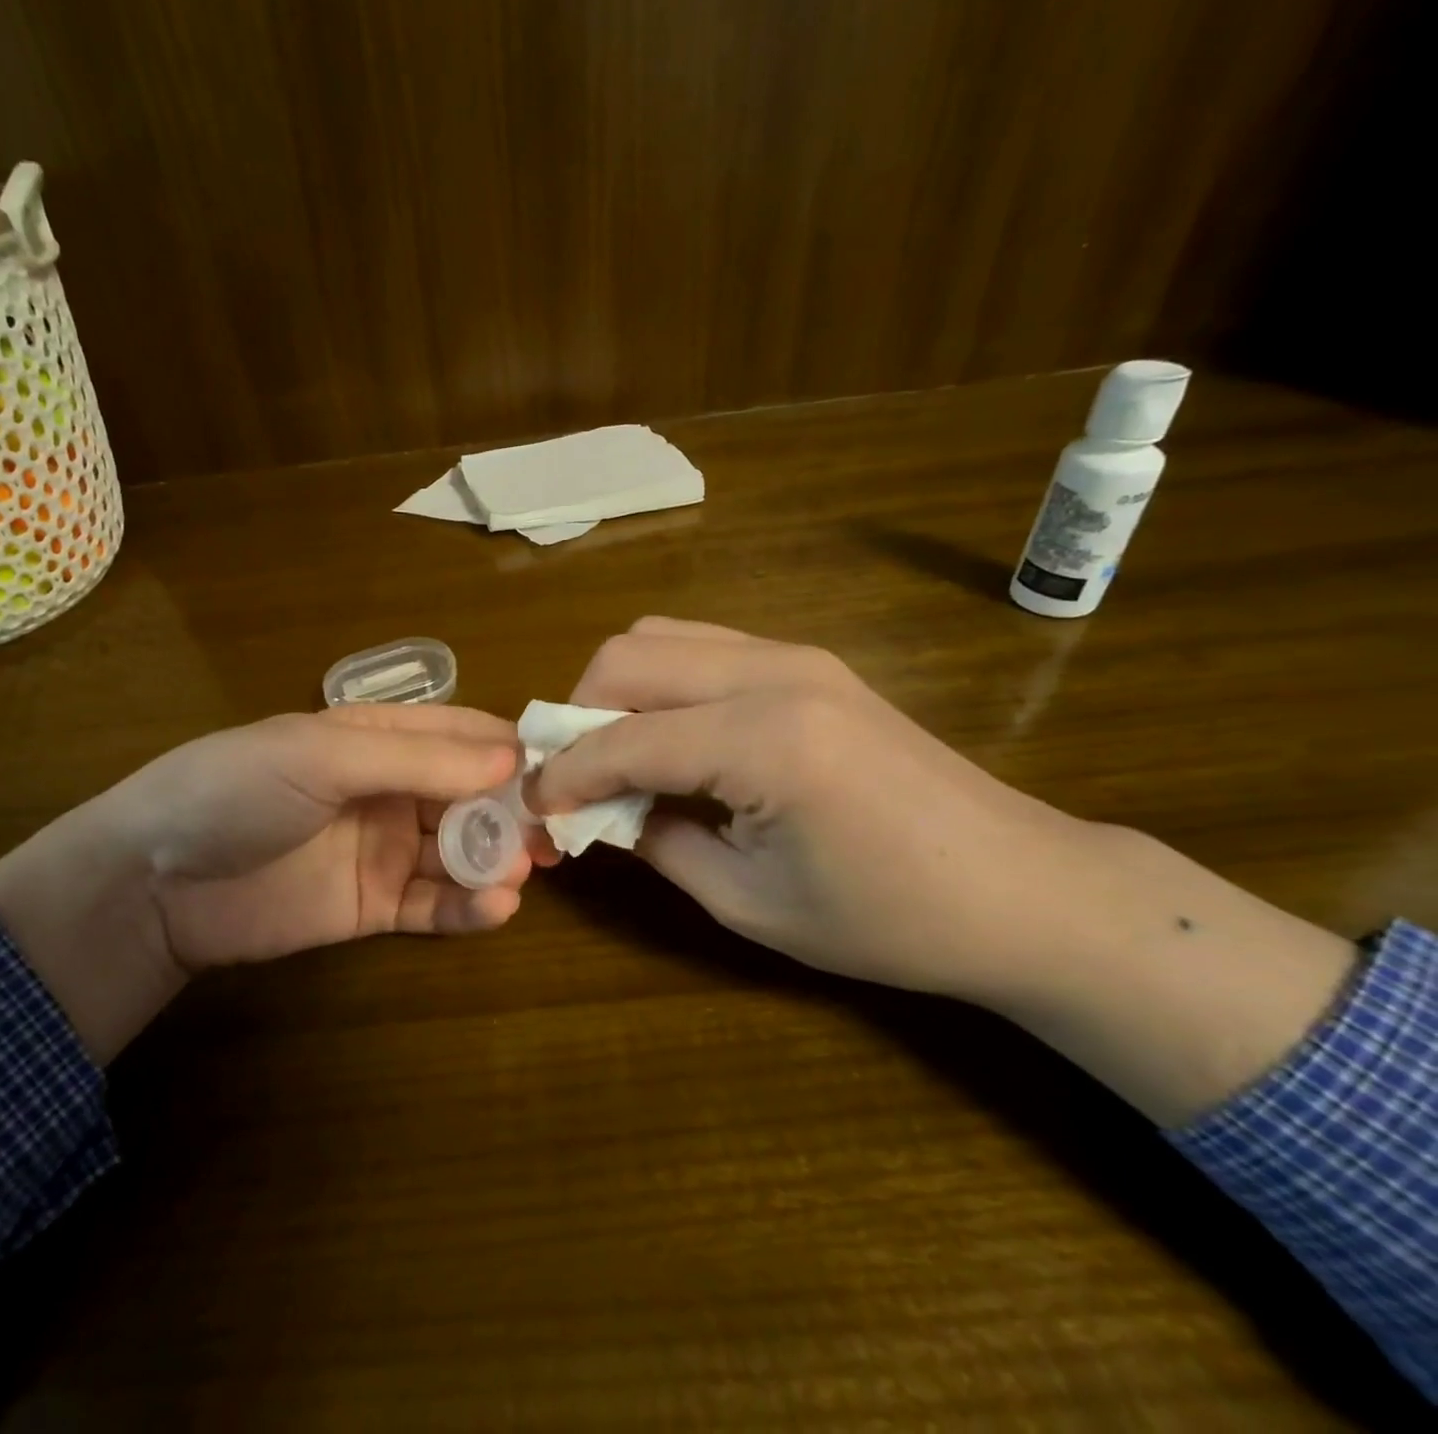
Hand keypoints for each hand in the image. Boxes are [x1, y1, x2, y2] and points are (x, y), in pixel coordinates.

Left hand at [0, 706, 531, 1062]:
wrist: (154, 883)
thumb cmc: (236, 791)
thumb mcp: (323, 757)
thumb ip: (416, 760)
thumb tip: (510, 759)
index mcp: (378, 739)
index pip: (462, 735)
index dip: (510, 750)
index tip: (560, 769)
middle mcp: (390, 790)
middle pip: (471, 797)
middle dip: (513, 813)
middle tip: (554, 837)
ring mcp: (384, 850)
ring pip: (459, 853)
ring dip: (495, 862)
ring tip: (521, 874)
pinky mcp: (373, 907)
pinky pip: (433, 906)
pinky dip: (468, 908)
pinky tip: (495, 908)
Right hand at [537, 617, 1355, 1123]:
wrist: (1024, 889)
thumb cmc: (889, 919)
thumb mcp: (749, 901)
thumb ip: (657, 842)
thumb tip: (597, 811)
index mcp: (765, 740)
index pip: (622, 738)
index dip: (563, 773)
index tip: (532, 805)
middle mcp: (775, 672)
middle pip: (628, 656)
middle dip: (577, 713)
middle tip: (571, 777)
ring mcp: (796, 656)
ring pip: (661, 637)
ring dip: (617, 690)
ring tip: (613, 755)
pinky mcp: (809, 663)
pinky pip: (703, 647)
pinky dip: (662, 684)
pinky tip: (671, 738)